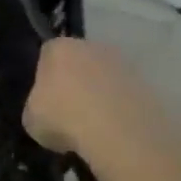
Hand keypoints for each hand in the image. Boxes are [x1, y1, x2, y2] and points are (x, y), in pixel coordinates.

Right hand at [22, 38, 152, 156]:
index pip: (47, 54)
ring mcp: (125, 65)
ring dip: (101, 96)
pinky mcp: (150, 87)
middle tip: (70, 110)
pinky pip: (127, 97)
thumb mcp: (31, 117)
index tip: (45, 98)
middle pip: (80, 61)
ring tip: (94, 126)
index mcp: (59, 48)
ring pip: (106, 79)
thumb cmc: (63, 117)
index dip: (45, 76)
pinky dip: (121, 111)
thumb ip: (37, 107)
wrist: (118, 133)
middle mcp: (92, 47)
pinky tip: (115, 132)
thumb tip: (48, 113)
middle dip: (76, 81)